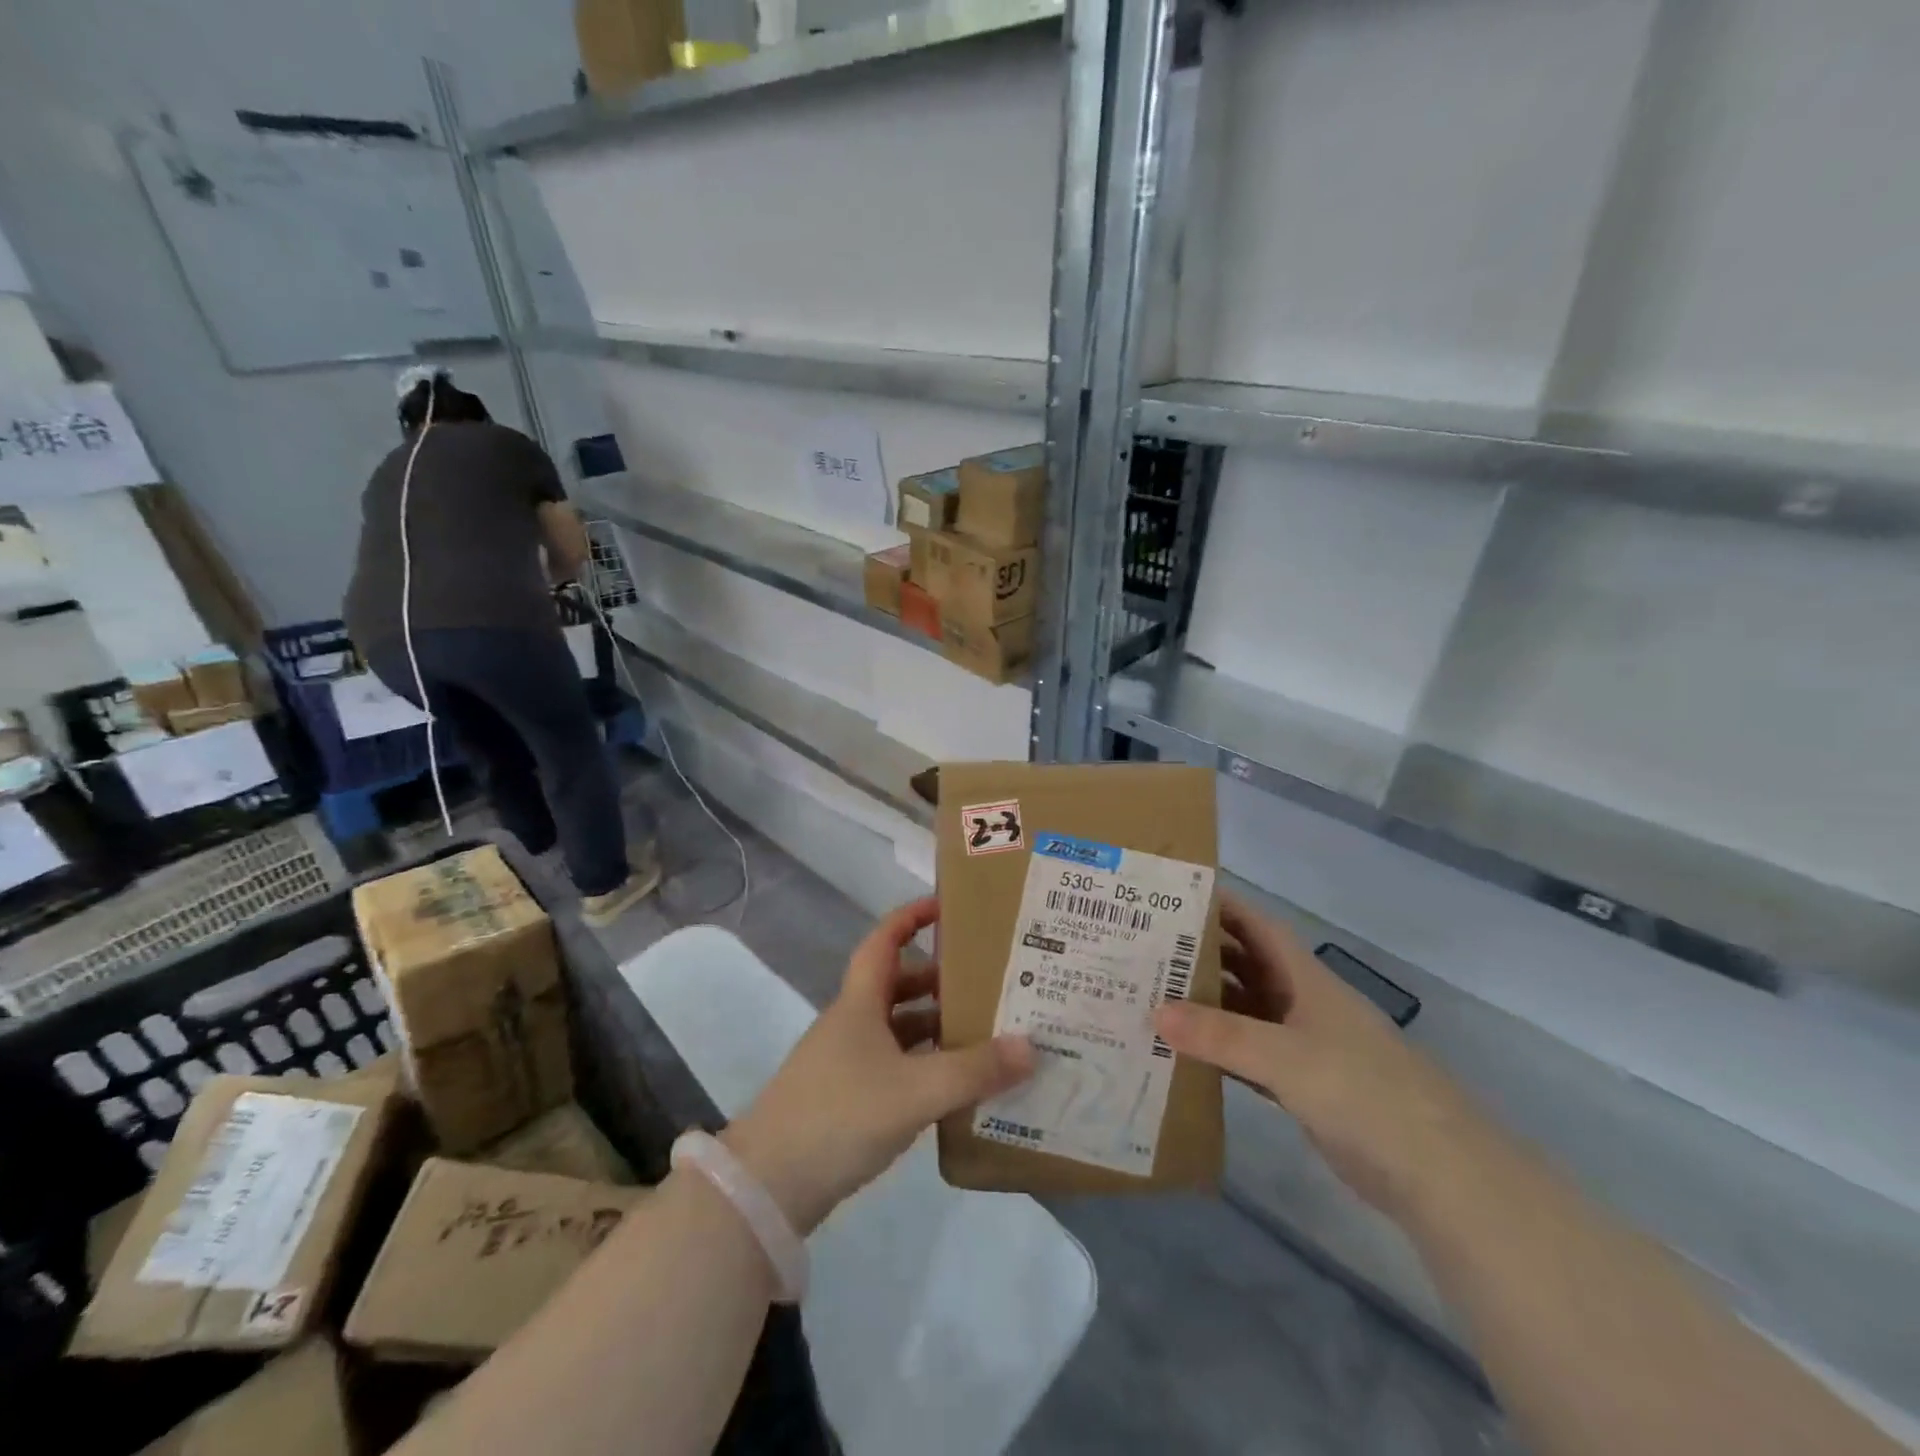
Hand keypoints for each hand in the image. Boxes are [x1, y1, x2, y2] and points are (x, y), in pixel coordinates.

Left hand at [721, 897, 1034, 1233]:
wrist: (769, 1186)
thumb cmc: (841, 1115)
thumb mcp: (915, 1090)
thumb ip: (974, 1070)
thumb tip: (1031, 1046)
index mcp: (860, 1003)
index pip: (884, 941)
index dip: (911, 917)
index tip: (947, 906)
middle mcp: (852, 1024)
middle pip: (898, 986)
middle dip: (940, 979)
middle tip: (987, 981)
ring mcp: (847, 1062)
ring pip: (899, 1029)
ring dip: (936, 1027)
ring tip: (985, 1033)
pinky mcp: (847, 1099)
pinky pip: (895, 1066)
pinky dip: (925, 1066)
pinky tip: (956, 1086)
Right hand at [1153, 893, 1477, 1218]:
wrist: (1437, 1173)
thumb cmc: (1363, 1091)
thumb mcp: (1286, 1056)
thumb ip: (1220, 1035)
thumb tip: (1154, 1012)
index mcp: (1304, 978)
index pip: (1256, 926)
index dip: (1220, 906)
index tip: (1171, 897)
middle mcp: (1301, 1003)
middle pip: (1244, 966)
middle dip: (1200, 954)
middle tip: (1144, 948)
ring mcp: (1302, 1046)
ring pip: (1243, 1011)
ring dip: (1204, 1004)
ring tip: (1150, 995)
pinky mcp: (1301, 1086)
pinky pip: (1247, 1056)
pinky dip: (1217, 1050)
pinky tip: (1181, 1052)